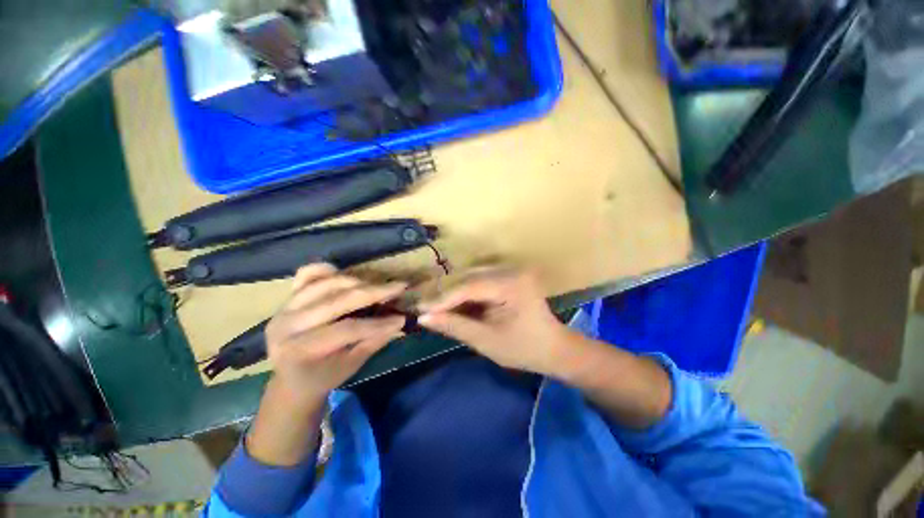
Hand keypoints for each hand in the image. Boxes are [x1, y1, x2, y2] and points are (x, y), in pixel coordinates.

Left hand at [264, 263, 406, 405]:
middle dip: (373, 292)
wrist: (288, 381)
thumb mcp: (350, 366)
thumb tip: (399, 320)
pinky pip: (307, 274)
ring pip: (326, 283)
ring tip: (379, 285)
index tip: (402, 318)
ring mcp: (285, 307)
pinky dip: (328, 269)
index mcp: (300, 350)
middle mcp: (288, 325)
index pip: (346, 329)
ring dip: (358, 281)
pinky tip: (348, 275)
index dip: (377, 323)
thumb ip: (374, 341)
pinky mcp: (287, 297)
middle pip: (337, 300)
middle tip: (399, 287)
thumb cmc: (322, 378)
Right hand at [418, 267, 574, 375]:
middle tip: (423, 306)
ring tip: (434, 305)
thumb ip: (455, 326)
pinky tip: (453, 302)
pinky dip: (465, 291)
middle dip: (444, 293)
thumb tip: (424, 317)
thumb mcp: (487, 341)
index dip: (442, 298)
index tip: (420, 309)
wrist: (554, 348)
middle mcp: (512, 270)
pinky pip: (480, 279)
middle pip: (468, 277)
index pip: (468, 286)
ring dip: (453, 291)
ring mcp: (511, 270)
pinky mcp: (509, 274)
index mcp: (512, 285)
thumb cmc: (524, 349)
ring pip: (472, 275)